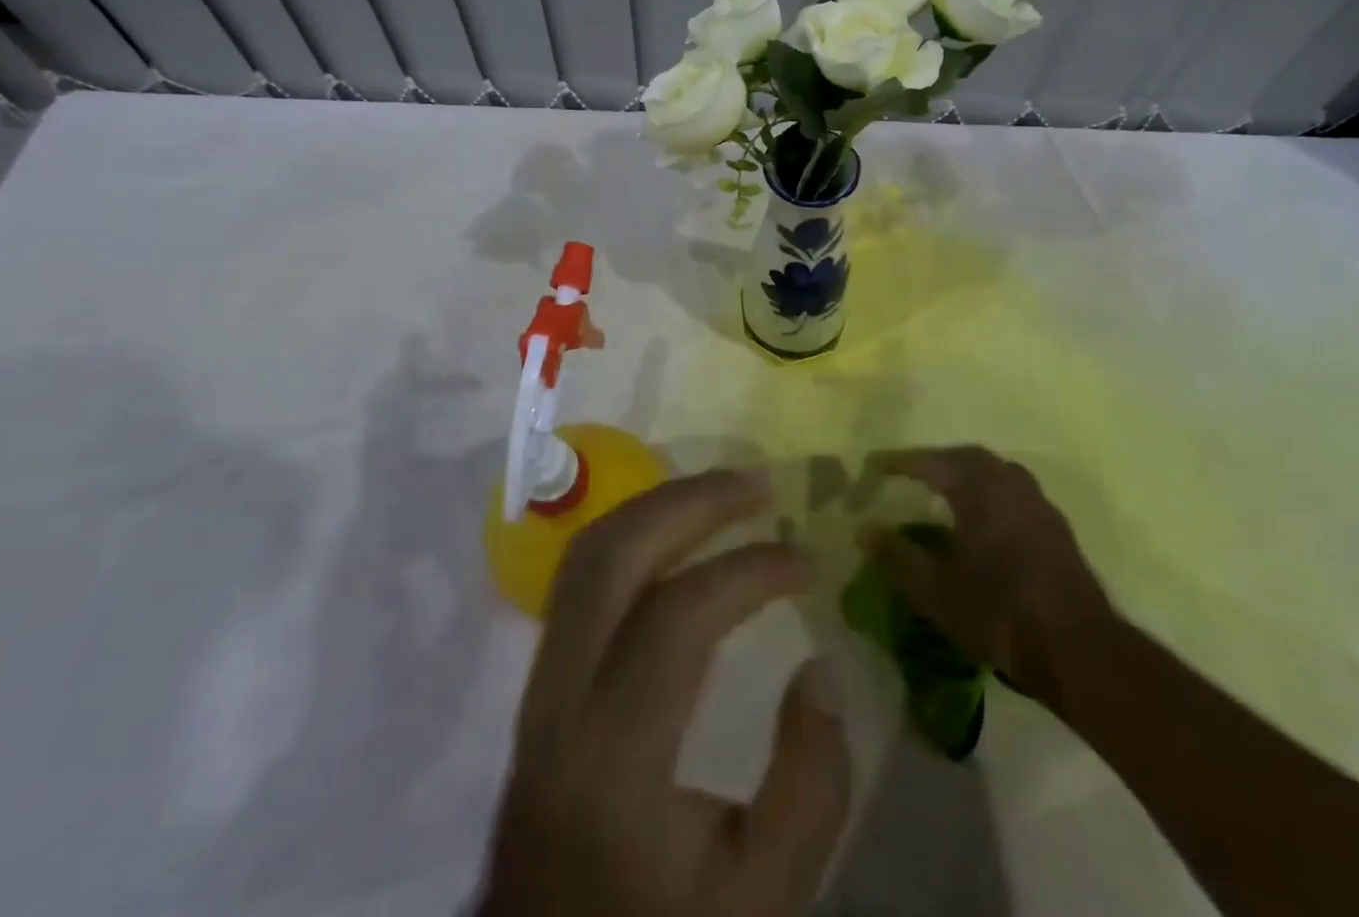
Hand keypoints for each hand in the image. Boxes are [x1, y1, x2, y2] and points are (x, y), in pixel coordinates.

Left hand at [479, 469, 851, 916]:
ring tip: (723, 491)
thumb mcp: (763, 900)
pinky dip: (632, 533)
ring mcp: (539, 684)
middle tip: (759, 483)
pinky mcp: (539, 680)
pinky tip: (676, 528)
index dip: (749, 571)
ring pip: (587, 554)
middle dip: (692, 502)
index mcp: (613, 759)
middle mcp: (560, 701)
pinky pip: (579, 577)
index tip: (807, 560)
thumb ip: (809, 786)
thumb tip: (819, 666)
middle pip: (614, 557)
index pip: (678, 617)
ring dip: (658, 505)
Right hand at [862, 446, 1115, 707]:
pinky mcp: (1056, 526)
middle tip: (912, 473)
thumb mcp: (935, 591)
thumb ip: (897, 557)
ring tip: (947, 490)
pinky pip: (1016, 491)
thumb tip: (864, 531)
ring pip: (997, 470)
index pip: (930, 462)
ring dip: (969, 473)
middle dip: (936, 460)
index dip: (900, 462)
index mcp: (977, 489)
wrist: (1077, 649)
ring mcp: (1037, 503)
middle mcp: (1009, 484)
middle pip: (967, 457)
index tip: (876, 466)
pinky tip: (985, 518)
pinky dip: (992, 491)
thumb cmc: (998, 612)